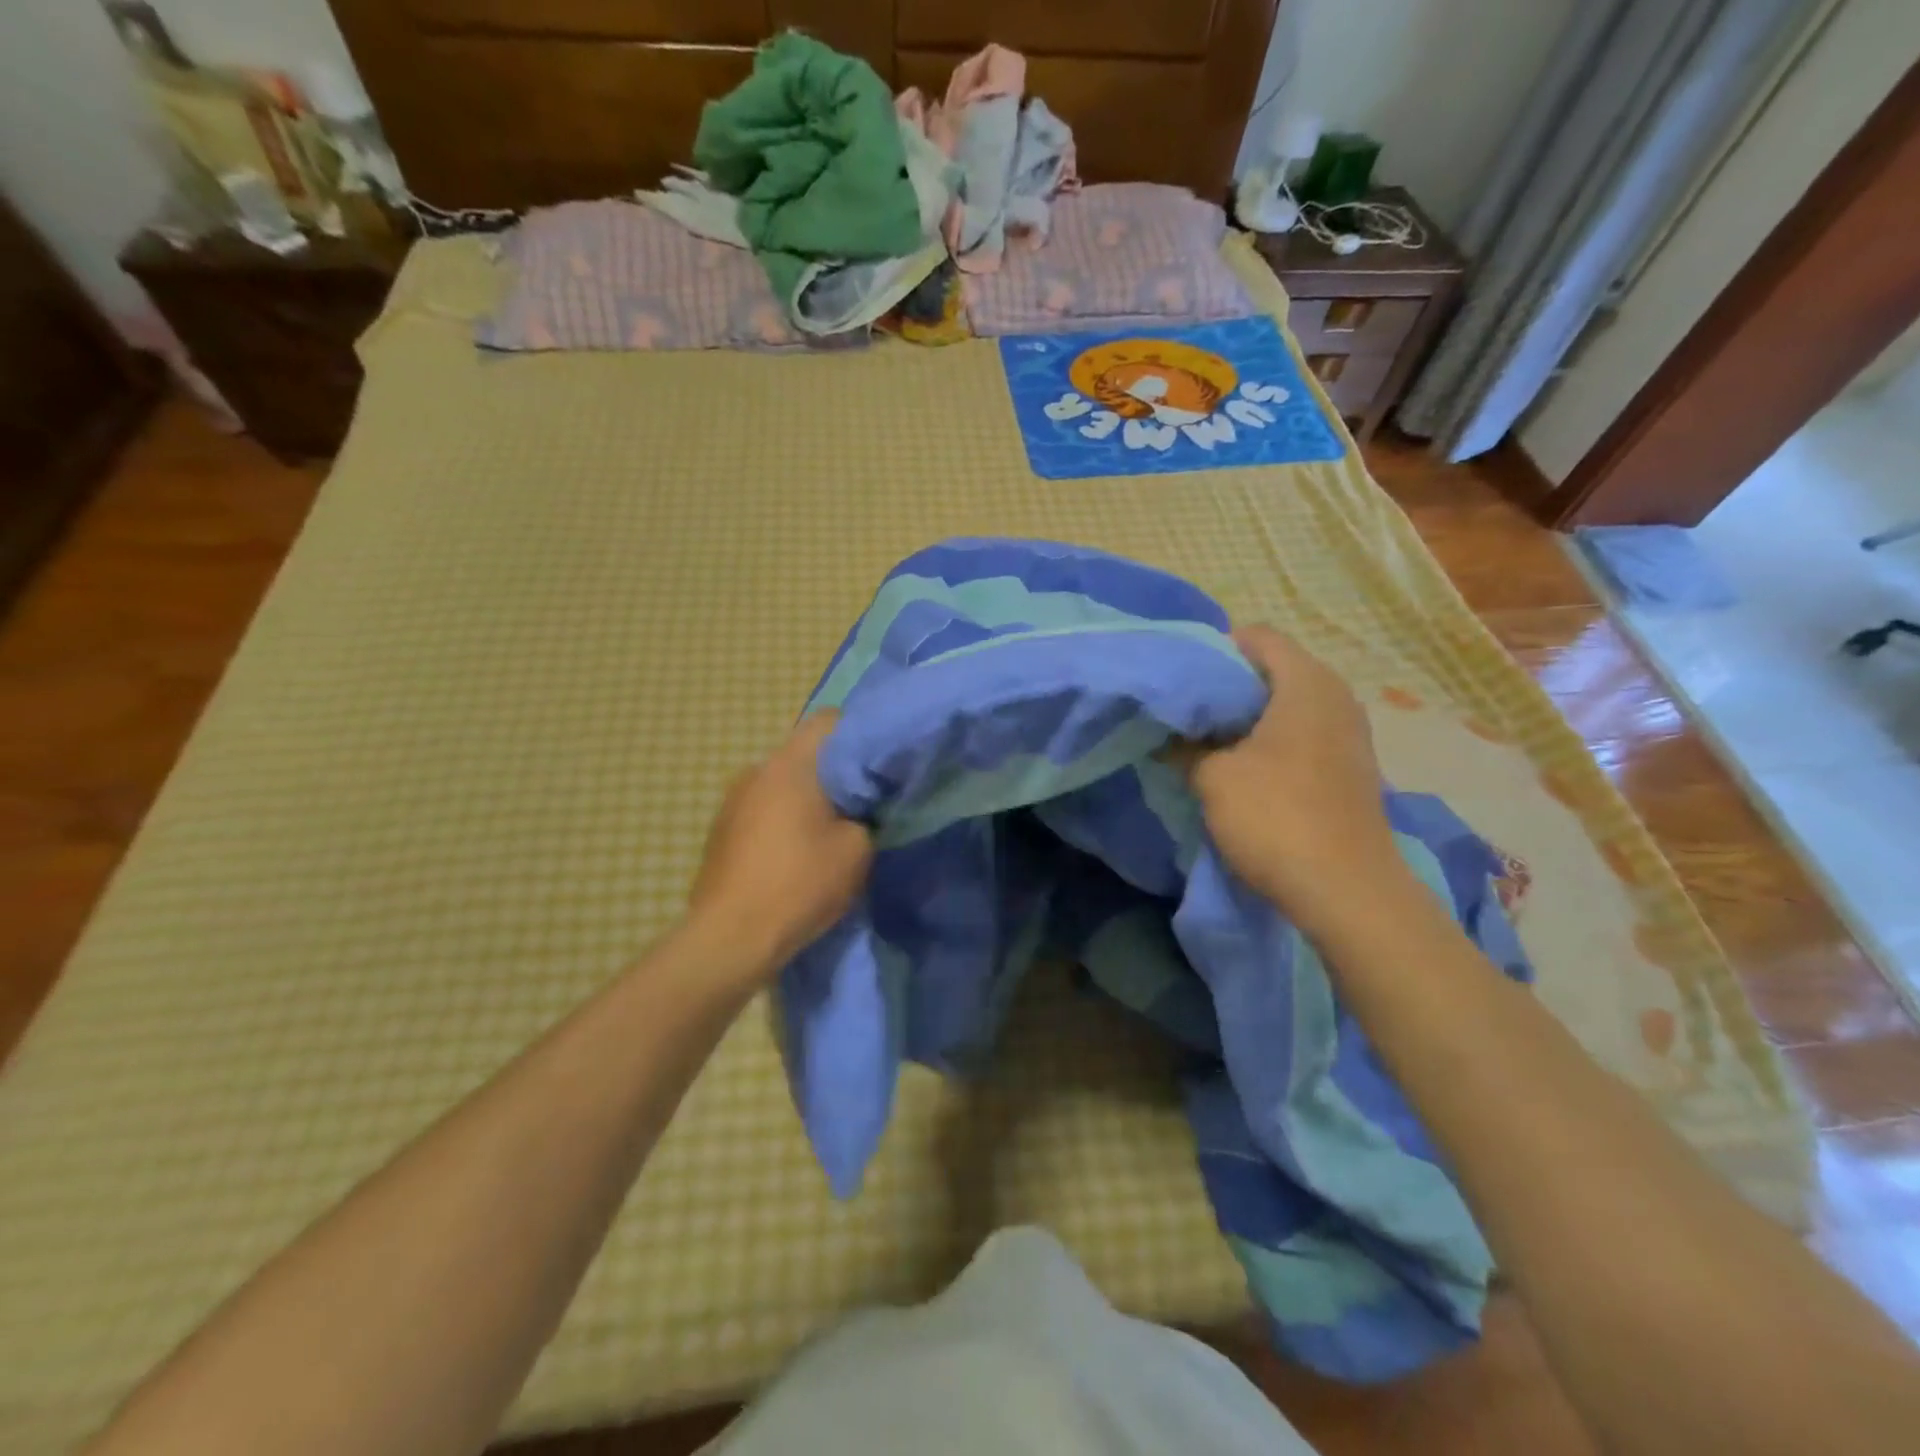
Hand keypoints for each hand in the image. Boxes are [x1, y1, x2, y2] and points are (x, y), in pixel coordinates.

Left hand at [687, 712, 872, 975]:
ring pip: (783, 783)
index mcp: (790, 764)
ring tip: (828, 833)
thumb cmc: (799, 884)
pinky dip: (783, 820)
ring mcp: (732, 799)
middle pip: (805, 754)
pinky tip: (794, 855)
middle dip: (835, 773)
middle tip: (863, 804)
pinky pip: (763, 809)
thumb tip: (862, 808)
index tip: (879, 766)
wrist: (730, 937)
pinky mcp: (721, 829)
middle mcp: (756, 770)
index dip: (861, 735)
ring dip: (807, 799)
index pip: (830, 721)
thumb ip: (867, 815)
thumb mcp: (857, 849)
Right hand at [1182, 625, 1401, 928]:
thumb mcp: (1213, 777)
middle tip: (1187, 708)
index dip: (1215, 649)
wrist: (1346, 890)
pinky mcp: (1349, 767)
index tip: (1181, 677)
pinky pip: (1302, 734)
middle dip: (1227, 686)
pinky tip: (1240, 767)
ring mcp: (1348, 733)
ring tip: (1207, 738)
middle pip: (1273, 670)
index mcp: (1306, 683)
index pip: (1258, 637)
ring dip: (1246, 717)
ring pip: (1287, 705)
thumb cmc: (1275, 816)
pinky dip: (1269, 740)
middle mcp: (1335, 697)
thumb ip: (1185, 747)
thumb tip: (1168, 737)